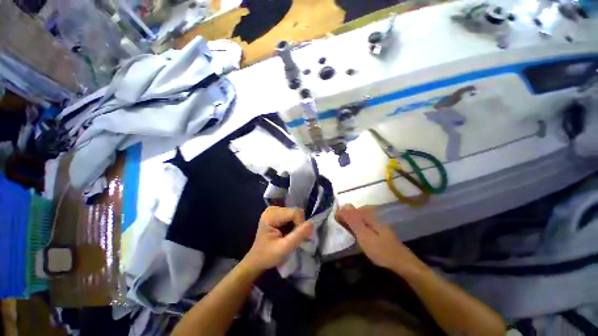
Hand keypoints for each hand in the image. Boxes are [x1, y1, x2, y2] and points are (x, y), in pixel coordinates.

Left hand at [244, 206, 313, 271]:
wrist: (257, 261)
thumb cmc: (267, 256)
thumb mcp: (284, 248)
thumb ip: (298, 235)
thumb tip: (312, 223)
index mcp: (271, 215)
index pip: (295, 212)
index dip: (301, 224)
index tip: (297, 238)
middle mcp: (273, 209)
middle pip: (295, 212)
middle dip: (299, 225)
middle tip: (295, 239)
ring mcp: (275, 210)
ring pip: (296, 214)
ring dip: (297, 226)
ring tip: (291, 237)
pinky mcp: (278, 214)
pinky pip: (293, 216)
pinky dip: (294, 225)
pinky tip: (289, 233)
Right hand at [336, 204, 426, 274]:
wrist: (401, 262)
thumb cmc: (380, 249)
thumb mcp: (363, 235)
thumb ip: (352, 220)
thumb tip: (343, 205)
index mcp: (368, 215)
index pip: (350, 209)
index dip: (341, 214)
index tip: (335, 221)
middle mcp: (372, 215)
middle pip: (354, 212)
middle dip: (345, 218)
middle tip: (339, 226)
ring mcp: (376, 222)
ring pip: (358, 218)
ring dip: (350, 222)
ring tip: (345, 230)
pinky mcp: (378, 228)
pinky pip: (363, 223)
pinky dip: (357, 227)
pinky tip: (356, 233)